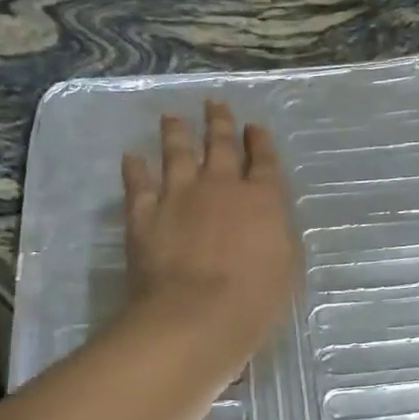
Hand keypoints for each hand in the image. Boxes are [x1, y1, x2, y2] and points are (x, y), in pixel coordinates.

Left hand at [120, 100, 299, 363]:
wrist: (196, 315)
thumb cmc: (254, 300)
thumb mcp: (286, 267)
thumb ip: (277, 234)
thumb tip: (269, 219)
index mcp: (262, 199)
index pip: (263, 161)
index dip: (259, 141)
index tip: (254, 127)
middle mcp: (220, 186)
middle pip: (220, 145)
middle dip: (219, 122)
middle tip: (215, 104)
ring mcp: (179, 195)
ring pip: (177, 153)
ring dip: (176, 132)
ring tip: (172, 117)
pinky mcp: (145, 214)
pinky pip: (138, 183)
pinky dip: (134, 169)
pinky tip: (131, 157)